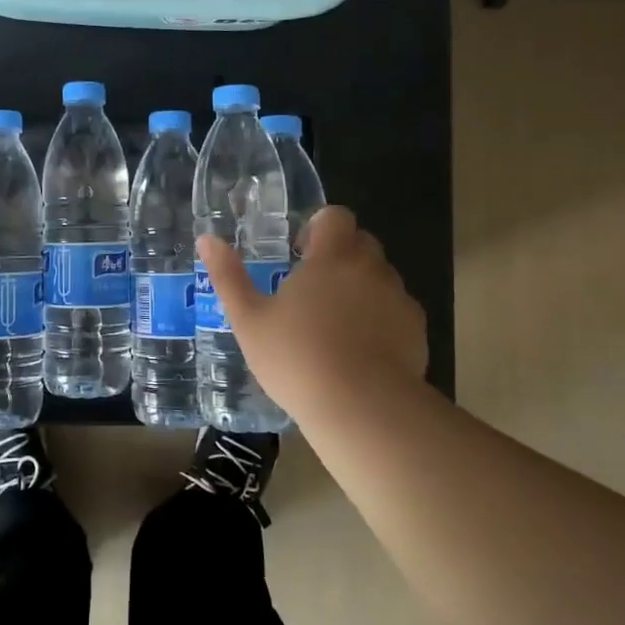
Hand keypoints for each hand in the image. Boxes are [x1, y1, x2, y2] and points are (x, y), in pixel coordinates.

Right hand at [196, 205, 430, 420]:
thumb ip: (228, 276)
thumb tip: (207, 239)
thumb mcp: (249, 319)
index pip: (336, 216)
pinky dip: (381, 320)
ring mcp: (399, 299)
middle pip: (361, 244)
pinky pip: (397, 312)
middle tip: (312, 290)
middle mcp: (371, 268)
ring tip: (335, 325)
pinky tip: (361, 352)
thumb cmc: (297, 357)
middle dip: (339, 257)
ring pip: (380, 278)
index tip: (302, 254)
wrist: (362, 408)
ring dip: (361, 288)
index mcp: (332, 256)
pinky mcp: (417, 331)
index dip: (319, 227)